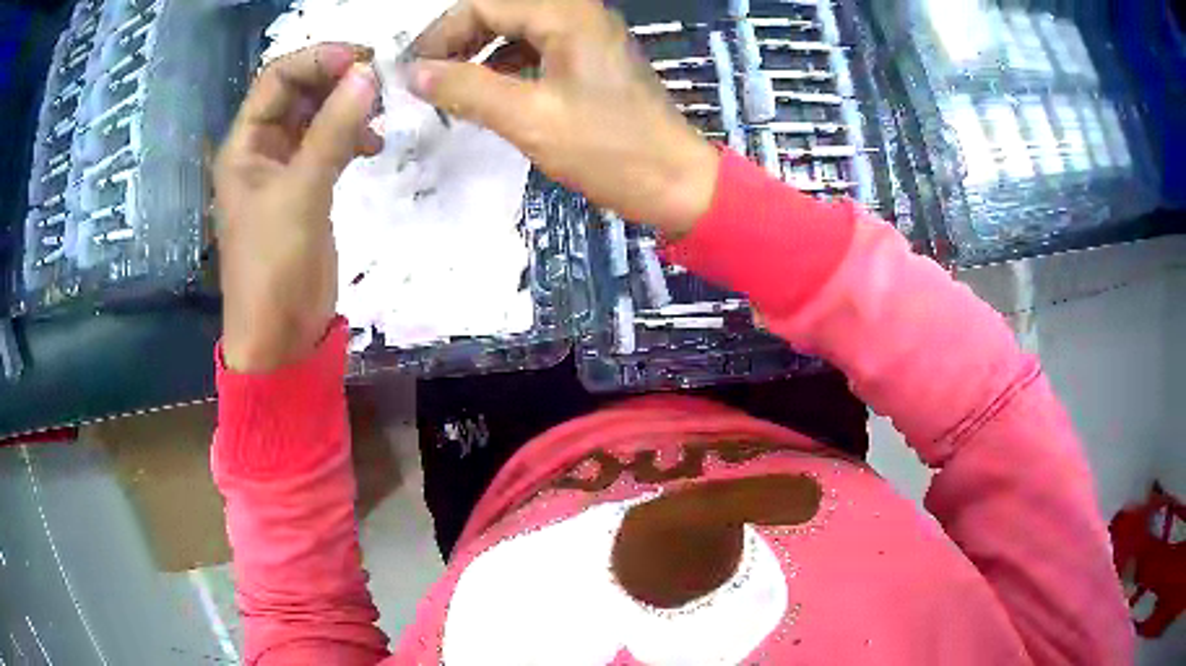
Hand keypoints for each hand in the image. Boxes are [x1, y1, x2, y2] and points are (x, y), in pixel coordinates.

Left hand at [214, 44, 380, 372]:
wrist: (281, 336)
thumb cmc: (273, 267)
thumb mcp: (300, 194)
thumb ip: (333, 132)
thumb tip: (368, 75)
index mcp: (245, 145)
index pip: (277, 79)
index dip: (316, 61)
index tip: (361, 61)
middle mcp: (262, 149)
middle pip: (299, 92)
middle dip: (337, 80)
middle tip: (380, 81)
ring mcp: (286, 169)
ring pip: (318, 117)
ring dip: (348, 107)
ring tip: (380, 113)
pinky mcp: (308, 189)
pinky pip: (331, 145)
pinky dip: (353, 136)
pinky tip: (373, 145)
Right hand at [408, 0, 720, 237]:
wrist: (676, 183)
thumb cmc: (609, 150)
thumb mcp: (530, 119)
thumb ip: (467, 89)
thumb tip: (415, 73)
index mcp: (566, 15)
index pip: (485, 4)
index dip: (441, 33)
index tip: (412, 71)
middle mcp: (578, 14)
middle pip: (500, 12)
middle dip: (457, 41)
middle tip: (426, 79)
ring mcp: (587, 37)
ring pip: (516, 30)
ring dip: (479, 53)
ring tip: (450, 88)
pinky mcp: (591, 61)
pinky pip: (536, 50)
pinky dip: (505, 66)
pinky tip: (488, 92)